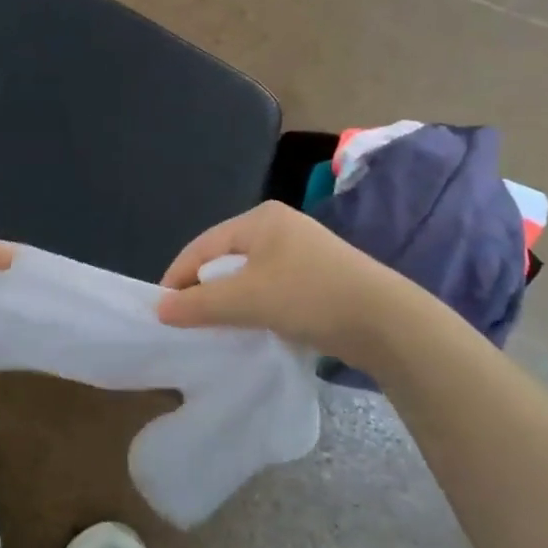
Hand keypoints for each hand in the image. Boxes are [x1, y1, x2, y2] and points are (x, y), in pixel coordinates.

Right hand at [157, 201, 388, 354]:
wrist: (387, 322)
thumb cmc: (310, 296)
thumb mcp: (247, 299)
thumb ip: (200, 303)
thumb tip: (160, 309)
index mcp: (260, 219)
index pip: (203, 246)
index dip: (177, 276)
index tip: (160, 308)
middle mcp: (279, 228)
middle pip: (224, 258)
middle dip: (202, 289)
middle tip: (184, 320)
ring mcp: (301, 252)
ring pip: (247, 276)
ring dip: (228, 301)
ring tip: (212, 328)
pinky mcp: (317, 278)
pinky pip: (269, 288)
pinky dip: (253, 306)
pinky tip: (249, 327)